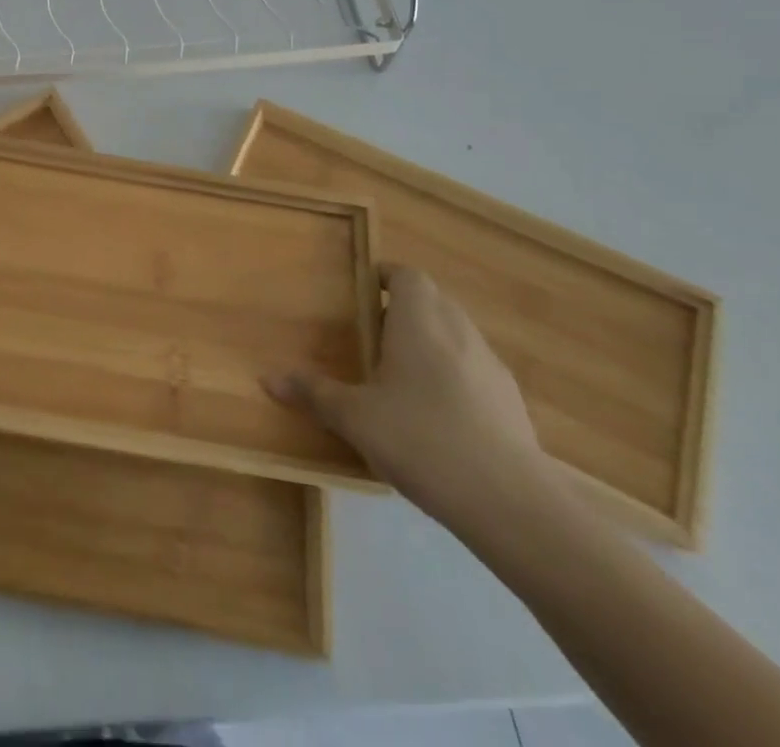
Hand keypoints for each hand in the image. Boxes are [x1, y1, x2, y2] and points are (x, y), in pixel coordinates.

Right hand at [266, 264, 551, 528]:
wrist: (510, 502)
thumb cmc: (421, 438)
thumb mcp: (355, 417)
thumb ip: (314, 393)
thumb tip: (267, 379)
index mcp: (419, 320)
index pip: (406, 275)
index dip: (384, 278)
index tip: (361, 295)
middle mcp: (458, 330)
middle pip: (432, 301)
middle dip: (403, 311)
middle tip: (372, 336)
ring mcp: (491, 366)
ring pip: (456, 335)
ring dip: (431, 343)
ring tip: (402, 377)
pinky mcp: (512, 403)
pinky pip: (474, 371)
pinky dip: (454, 377)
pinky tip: (438, 416)